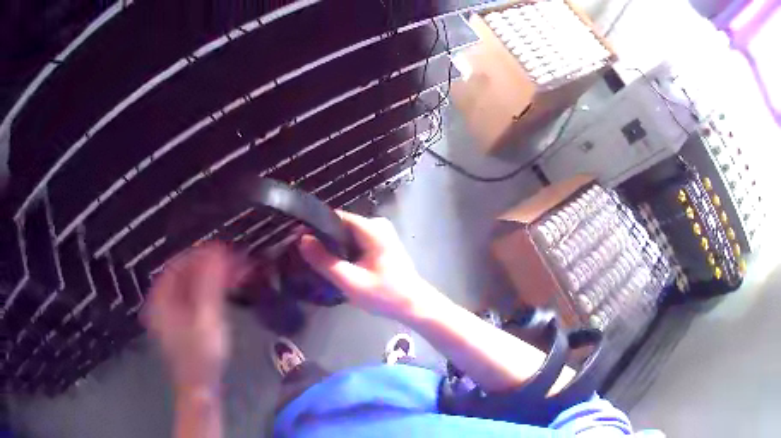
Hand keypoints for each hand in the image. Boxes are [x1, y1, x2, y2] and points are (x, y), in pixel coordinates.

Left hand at [144, 243, 234, 393]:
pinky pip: (195, 298)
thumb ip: (209, 281)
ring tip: (236, 276)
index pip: (179, 264)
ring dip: (213, 278)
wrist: (201, 387)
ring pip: (191, 286)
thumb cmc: (201, 353)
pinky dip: (211, 291)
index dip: (201, 254)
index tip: (225, 251)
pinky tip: (226, 292)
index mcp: (161, 297)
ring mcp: (171, 314)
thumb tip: (216, 250)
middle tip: (236, 264)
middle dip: (210, 266)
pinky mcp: (182, 324)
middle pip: (185, 274)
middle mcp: (162, 301)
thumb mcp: (206, 316)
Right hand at [298, 211, 450, 320]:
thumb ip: (325, 261)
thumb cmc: (385, 295)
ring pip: (347, 235)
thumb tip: (302, 240)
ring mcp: (381, 234)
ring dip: (333, 247)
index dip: (315, 227)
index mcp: (372, 227)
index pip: (335, 217)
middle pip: (340, 226)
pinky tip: (336, 266)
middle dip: (323, 239)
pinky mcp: (381, 244)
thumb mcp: (350, 281)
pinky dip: (344, 252)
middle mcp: (377, 224)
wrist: (414, 307)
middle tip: (305, 255)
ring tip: (317, 262)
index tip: (297, 239)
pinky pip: (355, 242)